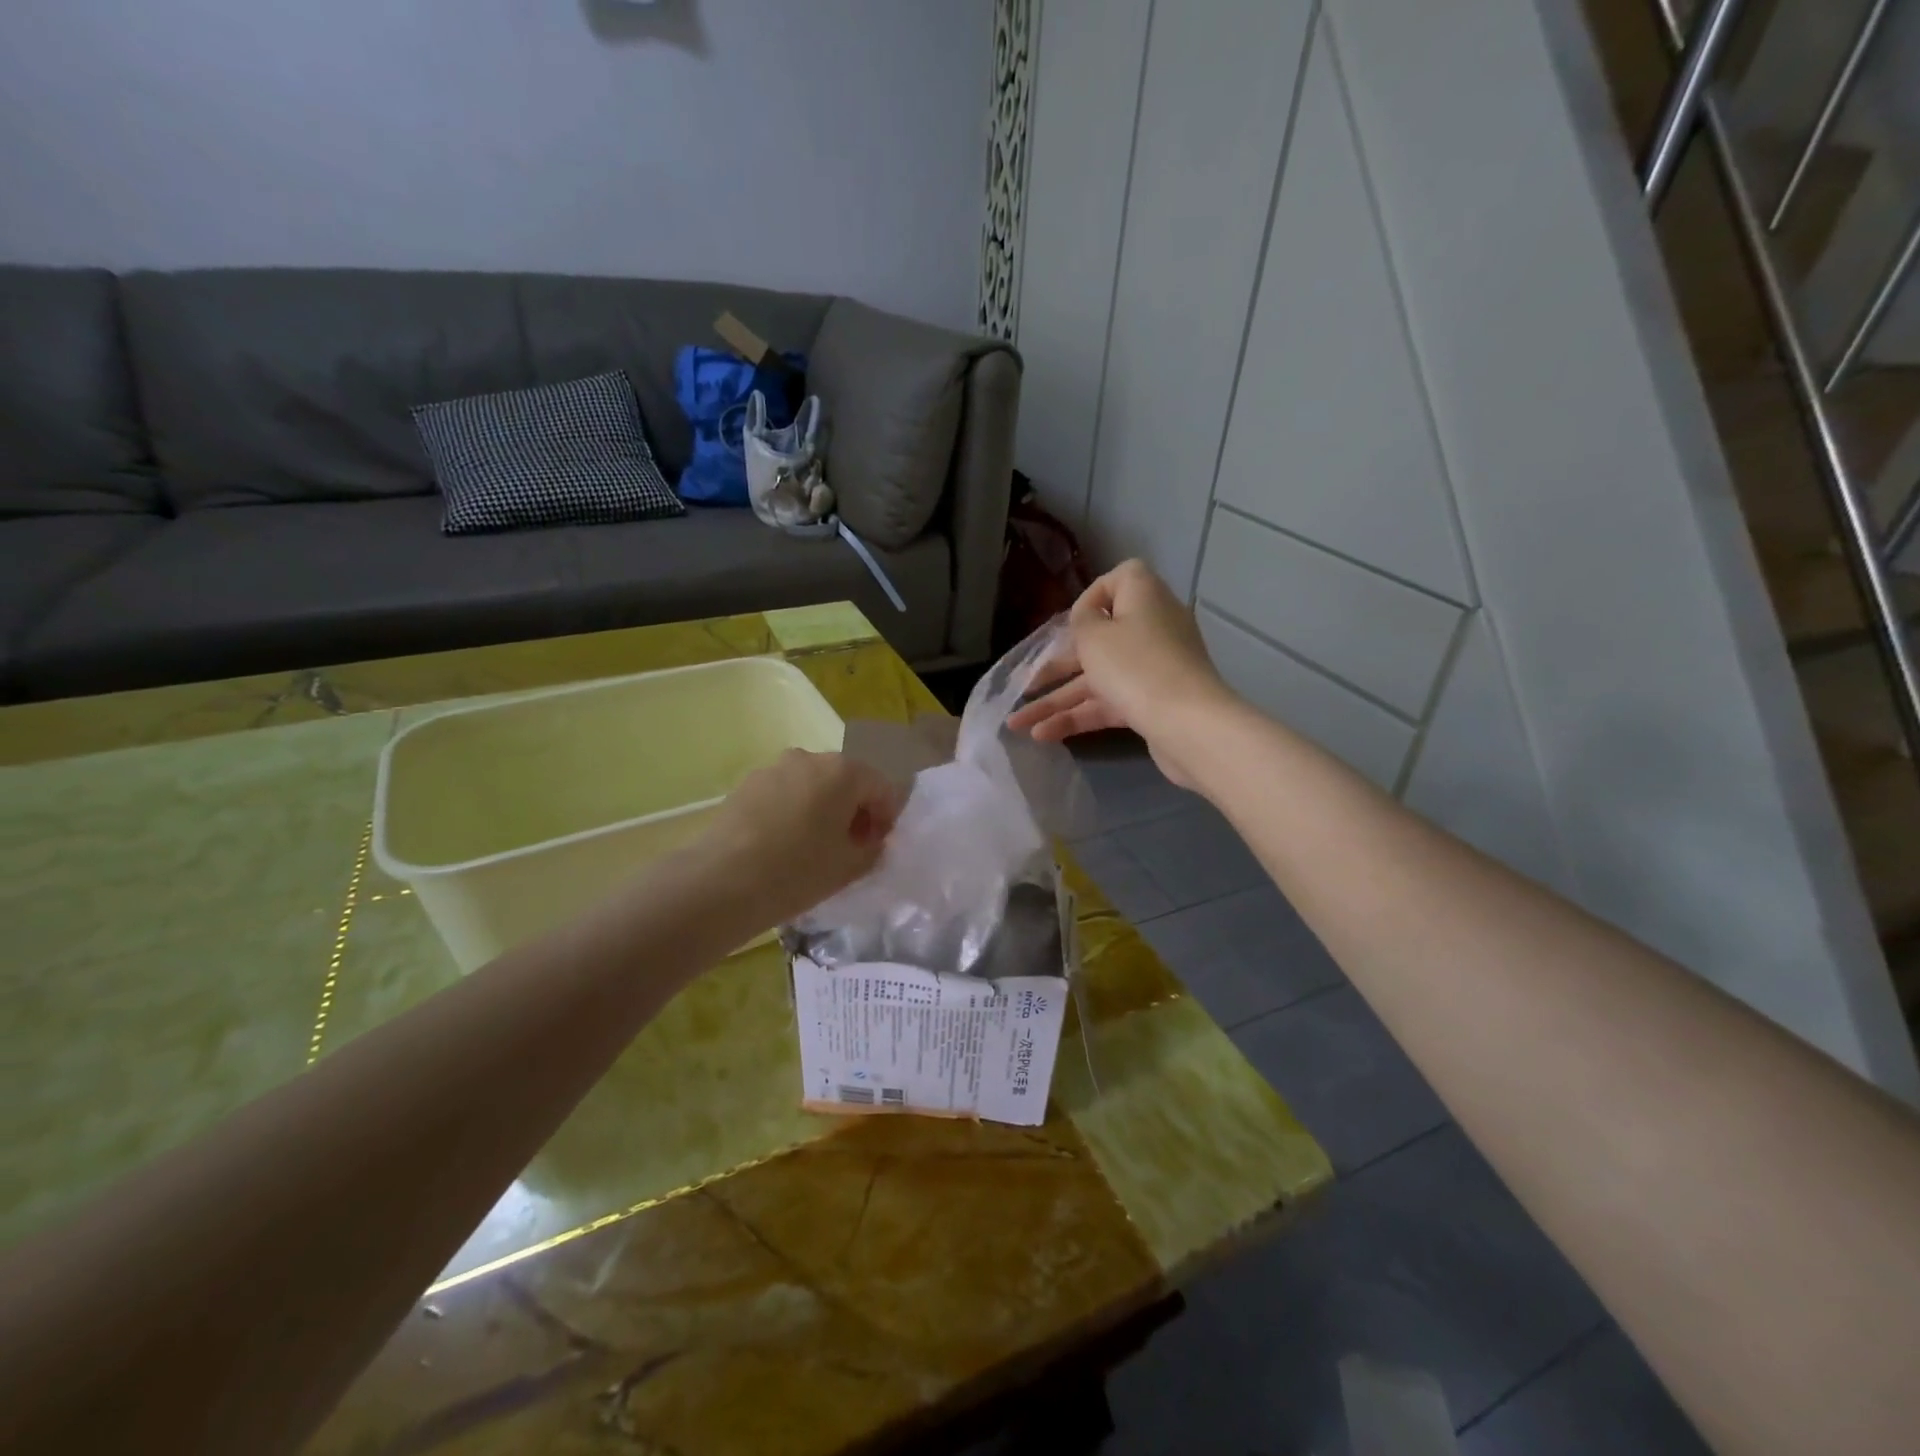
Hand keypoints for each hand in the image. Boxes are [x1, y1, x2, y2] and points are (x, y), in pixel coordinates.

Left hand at [695, 750, 903, 924]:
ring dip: (822, 809)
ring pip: (812, 786)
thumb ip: (873, 848)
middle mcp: (810, 758)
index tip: (878, 847)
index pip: (882, 788)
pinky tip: (783, 845)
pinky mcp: (746, 784)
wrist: (721, 881)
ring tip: (813, 847)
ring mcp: (774, 768)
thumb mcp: (850, 866)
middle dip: (854, 810)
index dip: (886, 818)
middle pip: (846, 781)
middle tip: (849, 847)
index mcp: (844, 771)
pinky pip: (784, 794)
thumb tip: (870, 840)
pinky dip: (793, 812)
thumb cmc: (798, 871)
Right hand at [1007, 560, 1234, 788]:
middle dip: (1057, 665)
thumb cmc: (1135, 666)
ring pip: (1098, 678)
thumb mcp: (1095, 636)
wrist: (1188, 725)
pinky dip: (1078, 716)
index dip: (1090, 597)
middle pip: (1099, 639)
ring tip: (1018, 723)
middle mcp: (1151, 628)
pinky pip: (1109, 703)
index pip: (1118, 580)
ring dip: (1057, 700)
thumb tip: (1087, 618)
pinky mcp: (1152, 703)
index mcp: (1144, 597)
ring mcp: (1153, 668)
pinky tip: (1043, 735)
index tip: (1071, 623)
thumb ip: (1082, 621)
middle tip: (1025, 684)